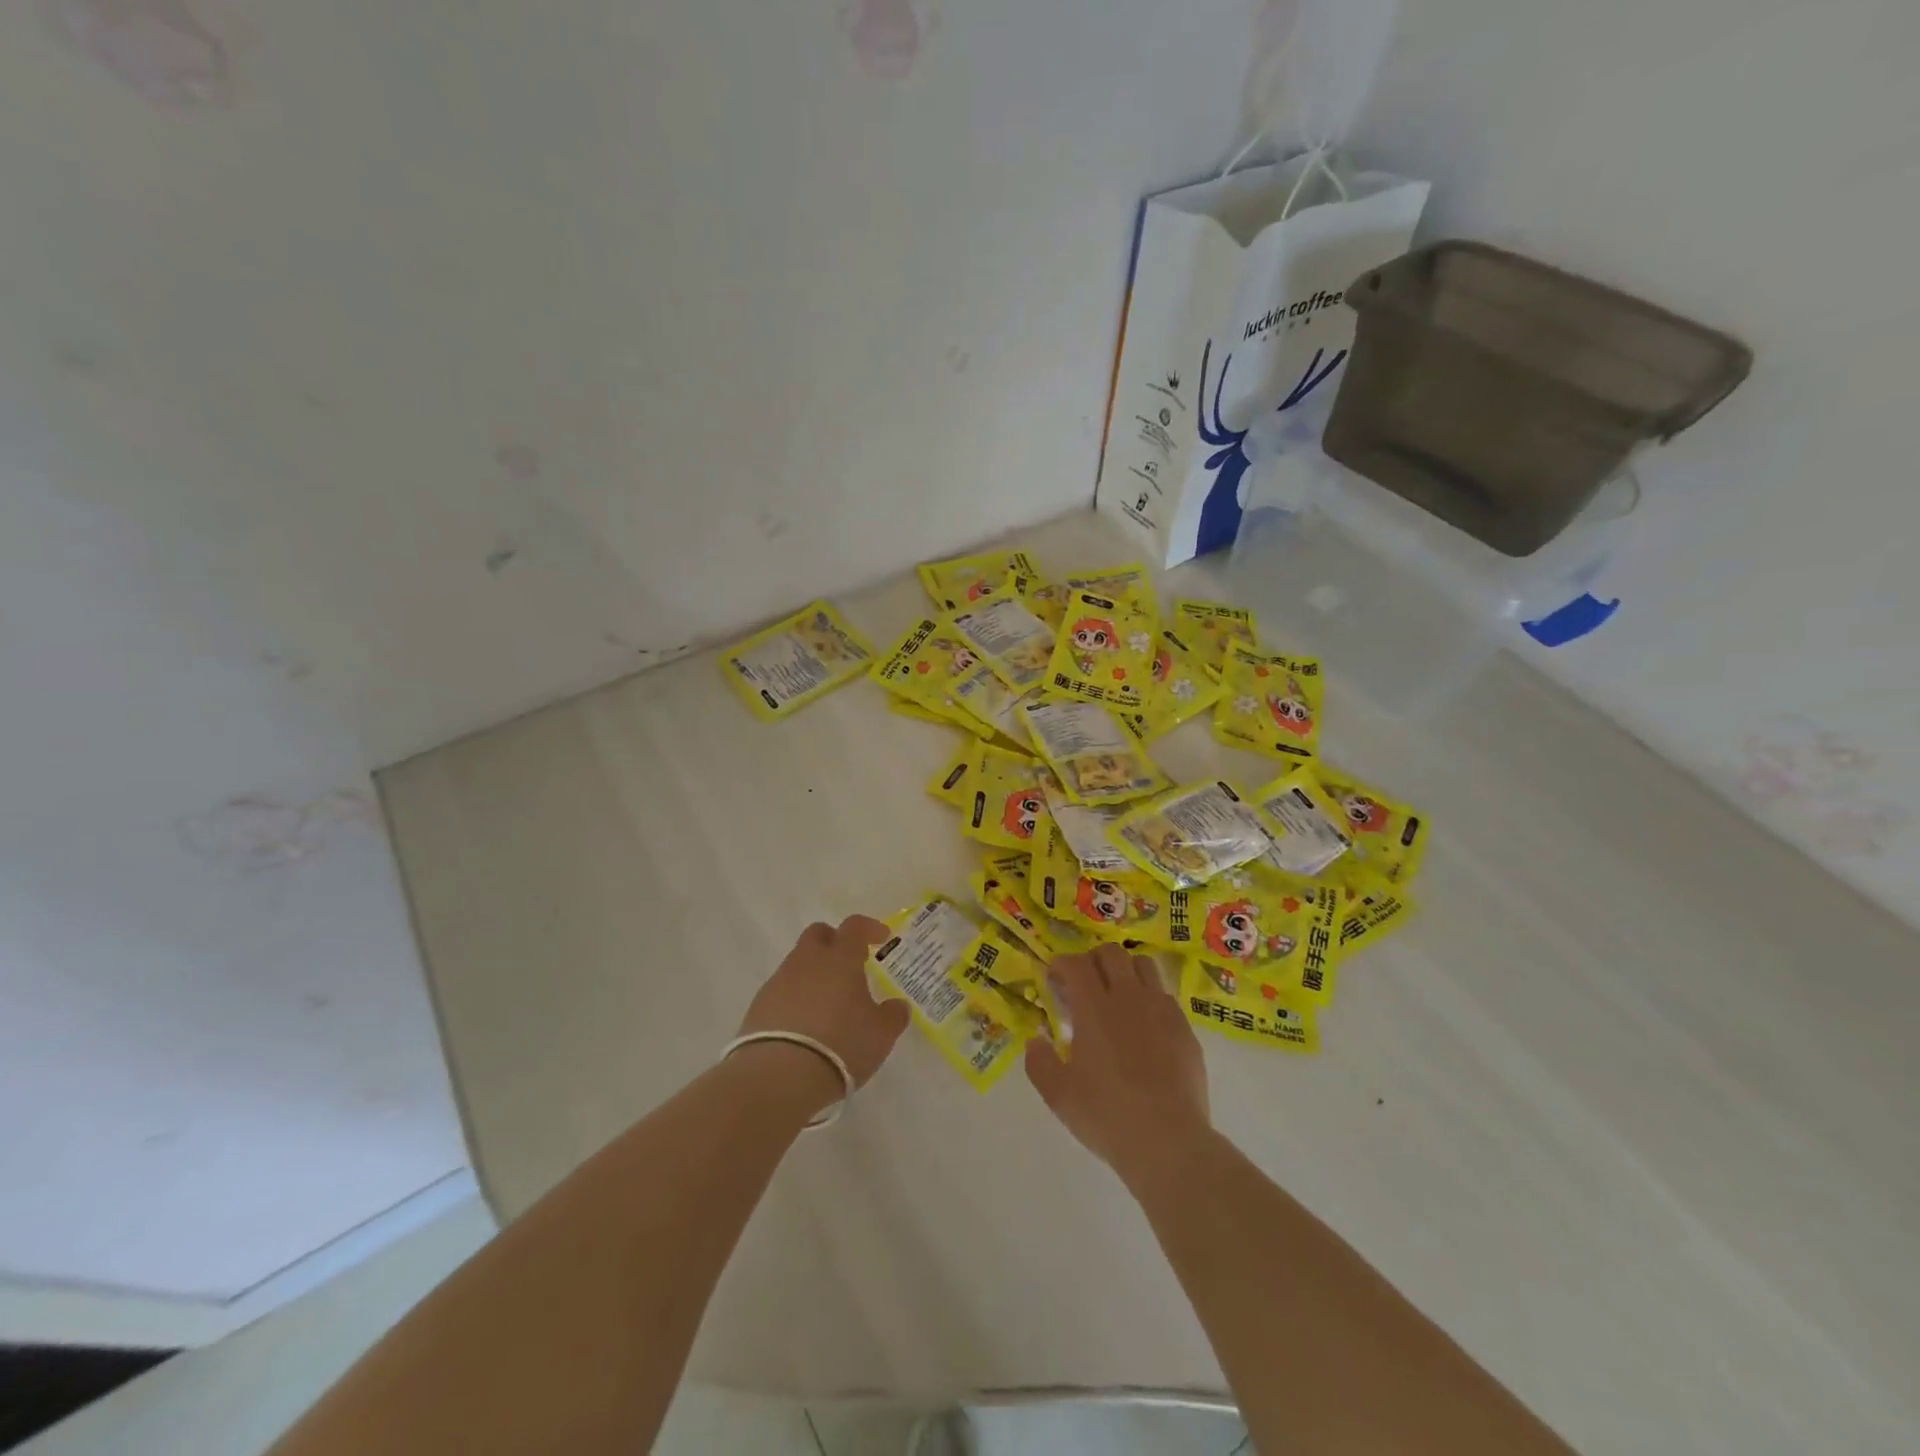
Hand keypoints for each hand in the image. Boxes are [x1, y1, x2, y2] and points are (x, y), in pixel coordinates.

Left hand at [734, 916, 911, 1112]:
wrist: (778, 1076)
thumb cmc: (841, 1046)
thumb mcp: (880, 1034)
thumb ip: (892, 1015)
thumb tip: (897, 1005)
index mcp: (840, 959)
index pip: (854, 927)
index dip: (869, 928)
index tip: (881, 937)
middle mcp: (807, 961)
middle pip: (818, 934)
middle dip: (834, 942)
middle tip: (849, 964)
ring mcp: (779, 982)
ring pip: (798, 963)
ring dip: (813, 974)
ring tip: (827, 1003)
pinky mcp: (759, 1006)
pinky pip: (782, 990)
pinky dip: (795, 998)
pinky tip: (804, 1025)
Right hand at [1025, 944, 1210, 1186]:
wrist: (1169, 1142)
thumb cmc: (1107, 1116)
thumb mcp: (1058, 1095)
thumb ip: (1039, 1062)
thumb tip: (1036, 1039)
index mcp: (1094, 1008)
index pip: (1076, 964)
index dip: (1061, 963)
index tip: (1054, 977)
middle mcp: (1129, 997)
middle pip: (1111, 953)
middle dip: (1093, 959)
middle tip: (1084, 982)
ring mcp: (1161, 1009)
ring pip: (1144, 964)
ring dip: (1125, 970)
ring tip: (1117, 993)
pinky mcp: (1185, 1028)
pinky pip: (1165, 995)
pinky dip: (1149, 997)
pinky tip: (1144, 1025)